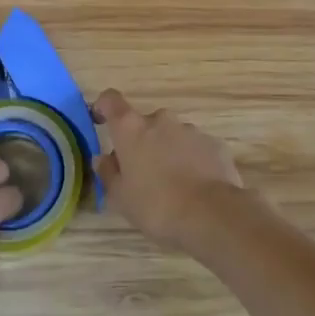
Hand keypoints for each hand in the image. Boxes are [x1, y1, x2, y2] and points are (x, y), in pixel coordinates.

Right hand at [92, 89, 244, 252]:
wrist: (212, 215)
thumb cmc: (157, 206)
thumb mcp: (121, 198)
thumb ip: (108, 173)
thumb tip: (103, 158)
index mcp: (131, 128)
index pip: (111, 100)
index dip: (103, 107)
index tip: (100, 121)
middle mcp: (160, 120)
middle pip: (144, 124)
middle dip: (141, 143)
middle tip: (141, 174)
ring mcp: (190, 130)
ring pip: (171, 136)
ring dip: (168, 152)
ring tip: (172, 186)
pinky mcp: (214, 143)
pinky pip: (195, 148)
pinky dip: (191, 161)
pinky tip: (195, 188)